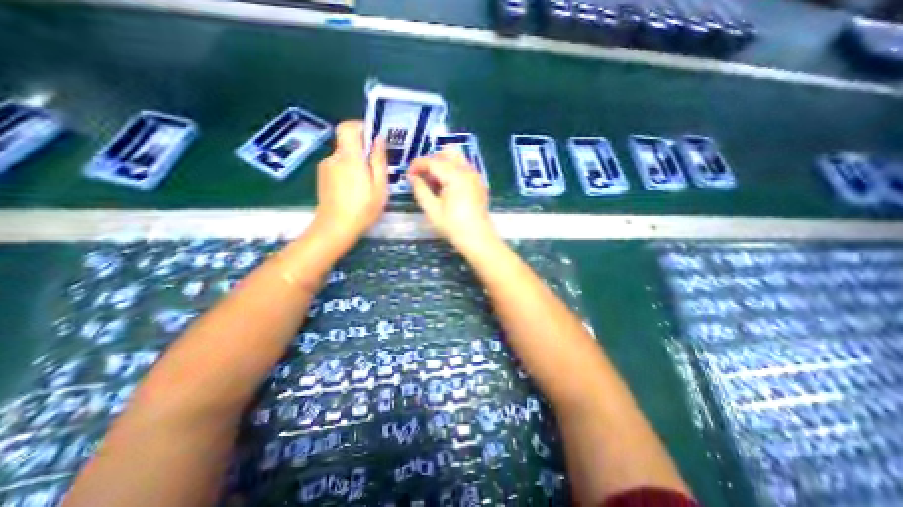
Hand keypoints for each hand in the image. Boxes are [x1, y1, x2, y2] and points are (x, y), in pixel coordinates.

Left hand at [315, 121, 387, 241]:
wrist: (335, 228)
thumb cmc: (363, 209)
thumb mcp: (379, 186)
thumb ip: (379, 160)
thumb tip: (379, 138)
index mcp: (349, 158)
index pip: (347, 127)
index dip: (360, 127)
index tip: (373, 139)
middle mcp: (334, 158)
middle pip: (348, 143)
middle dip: (363, 152)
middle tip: (376, 173)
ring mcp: (325, 167)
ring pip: (344, 156)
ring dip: (356, 165)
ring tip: (365, 187)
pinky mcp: (322, 177)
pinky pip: (338, 166)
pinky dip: (348, 172)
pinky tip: (353, 191)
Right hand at [408, 146, 492, 247]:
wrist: (478, 238)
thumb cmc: (453, 226)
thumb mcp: (432, 210)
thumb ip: (420, 190)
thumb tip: (412, 177)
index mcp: (456, 176)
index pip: (433, 161)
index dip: (418, 165)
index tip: (409, 175)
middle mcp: (468, 170)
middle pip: (447, 152)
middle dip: (432, 161)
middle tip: (423, 177)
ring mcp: (476, 176)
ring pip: (457, 158)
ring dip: (443, 165)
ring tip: (435, 183)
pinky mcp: (479, 183)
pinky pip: (464, 168)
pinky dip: (453, 171)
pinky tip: (447, 188)